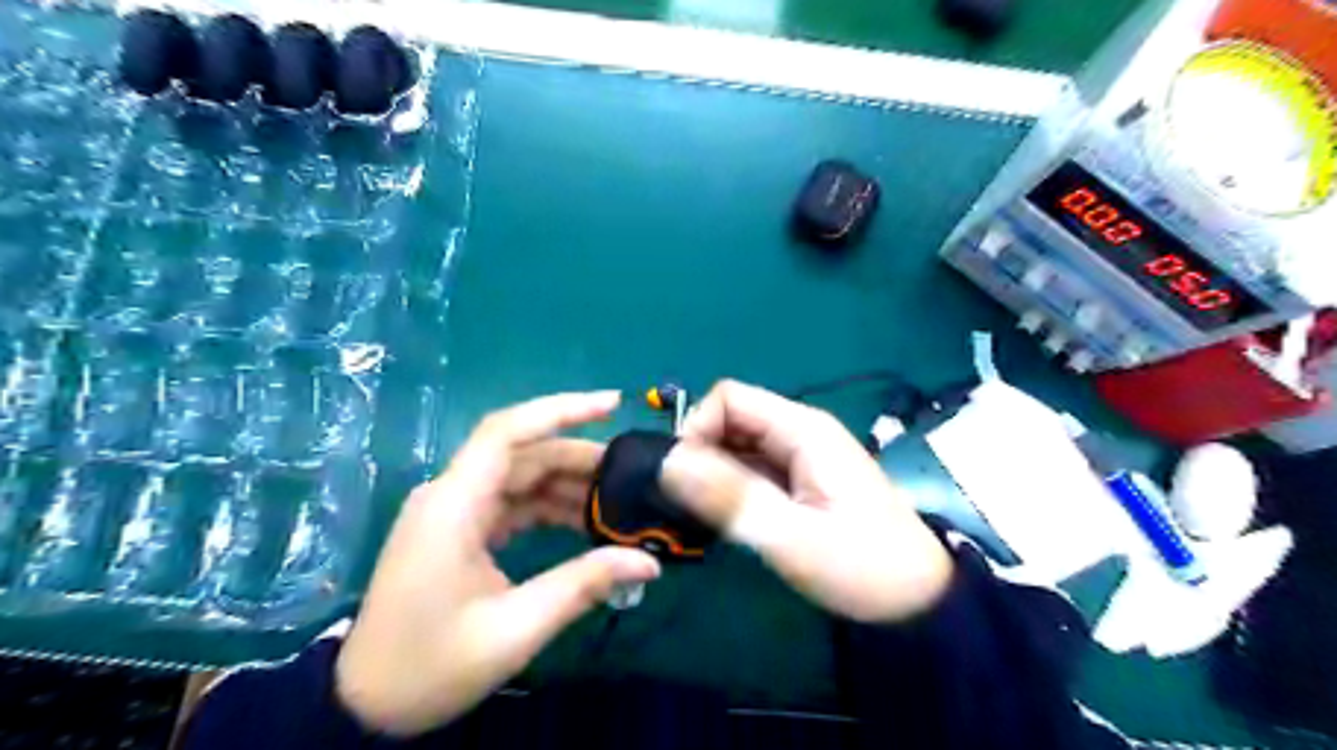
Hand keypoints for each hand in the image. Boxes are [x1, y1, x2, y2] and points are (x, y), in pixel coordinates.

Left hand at [338, 394, 659, 733]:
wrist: (366, 703)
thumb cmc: (431, 666)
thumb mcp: (515, 629)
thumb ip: (583, 585)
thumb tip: (648, 563)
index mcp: (453, 506)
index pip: (507, 432)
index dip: (561, 410)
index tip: (612, 404)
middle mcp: (451, 495)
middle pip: (522, 454)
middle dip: (578, 458)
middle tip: (631, 474)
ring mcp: (453, 511)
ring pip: (520, 477)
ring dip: (567, 484)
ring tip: (617, 501)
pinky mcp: (459, 529)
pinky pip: (511, 502)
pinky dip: (548, 506)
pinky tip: (584, 522)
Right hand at [656, 382, 949, 620]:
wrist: (918, 600)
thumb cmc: (862, 566)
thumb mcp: (791, 536)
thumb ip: (729, 497)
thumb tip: (668, 463)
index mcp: (802, 430)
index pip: (729, 398)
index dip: (697, 428)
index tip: (683, 478)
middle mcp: (800, 432)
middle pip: (731, 419)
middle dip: (702, 453)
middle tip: (690, 504)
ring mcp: (801, 457)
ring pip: (739, 445)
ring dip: (714, 473)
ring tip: (703, 516)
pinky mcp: (801, 481)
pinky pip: (753, 469)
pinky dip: (731, 487)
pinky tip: (726, 520)